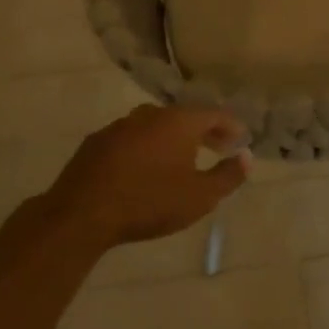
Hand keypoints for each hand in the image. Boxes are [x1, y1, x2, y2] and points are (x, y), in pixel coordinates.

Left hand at [43, 105, 250, 249]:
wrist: (82, 213)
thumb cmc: (149, 202)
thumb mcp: (200, 197)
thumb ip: (228, 176)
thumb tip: (246, 158)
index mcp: (179, 121)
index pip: (214, 114)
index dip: (231, 126)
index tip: (241, 139)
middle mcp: (150, 114)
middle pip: (185, 117)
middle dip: (204, 132)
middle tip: (218, 148)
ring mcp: (120, 126)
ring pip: (156, 126)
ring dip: (173, 139)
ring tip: (182, 158)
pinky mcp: (97, 142)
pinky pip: (132, 139)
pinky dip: (146, 147)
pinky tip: (145, 168)